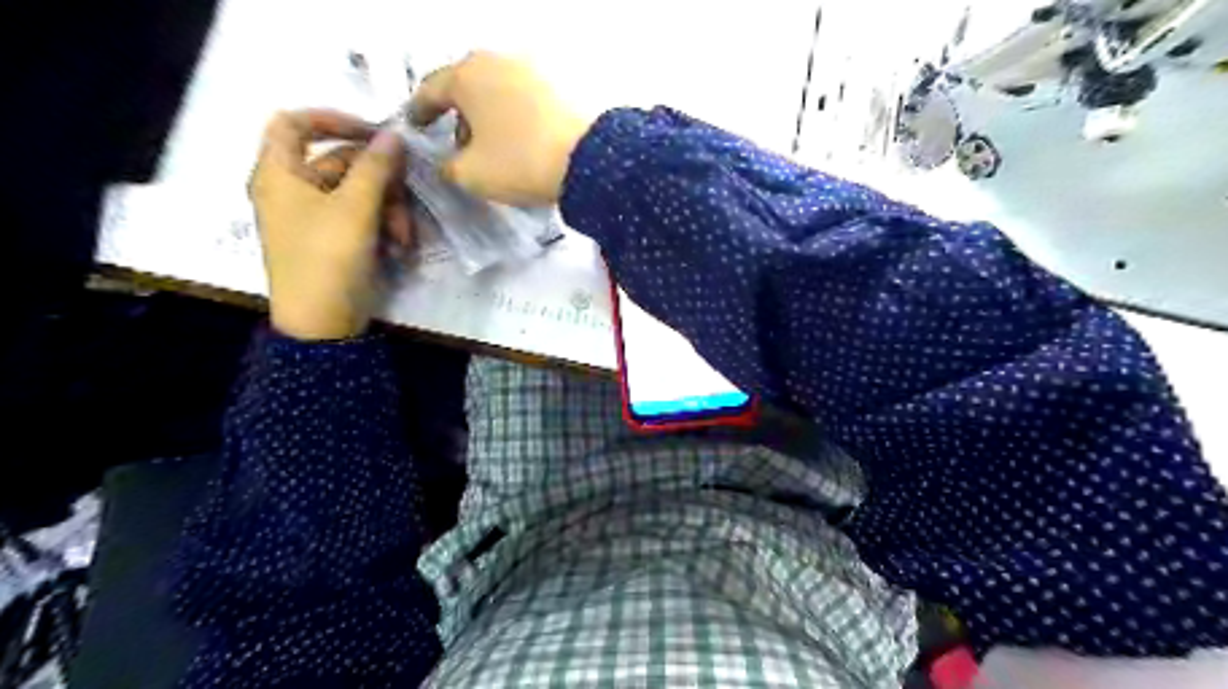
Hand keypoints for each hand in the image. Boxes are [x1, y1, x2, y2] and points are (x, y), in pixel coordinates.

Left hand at [250, 108, 408, 341]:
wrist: (323, 325)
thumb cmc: (328, 259)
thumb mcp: (355, 209)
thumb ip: (375, 167)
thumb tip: (393, 135)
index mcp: (280, 174)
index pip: (294, 123)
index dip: (332, 119)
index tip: (374, 132)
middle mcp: (293, 190)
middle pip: (340, 163)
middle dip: (380, 180)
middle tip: (408, 191)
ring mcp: (315, 218)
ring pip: (359, 193)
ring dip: (389, 209)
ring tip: (405, 236)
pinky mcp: (335, 240)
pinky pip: (362, 218)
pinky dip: (383, 227)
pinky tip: (399, 247)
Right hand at [409, 52, 591, 203]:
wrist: (585, 160)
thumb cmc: (518, 162)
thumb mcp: (470, 173)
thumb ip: (447, 166)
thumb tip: (449, 161)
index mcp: (466, 75)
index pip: (431, 90)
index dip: (419, 111)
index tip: (415, 126)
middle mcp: (496, 61)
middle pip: (465, 86)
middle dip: (457, 114)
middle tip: (457, 143)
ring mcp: (530, 69)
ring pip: (495, 90)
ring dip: (487, 115)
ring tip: (491, 145)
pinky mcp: (556, 85)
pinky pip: (522, 98)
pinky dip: (513, 115)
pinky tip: (519, 139)